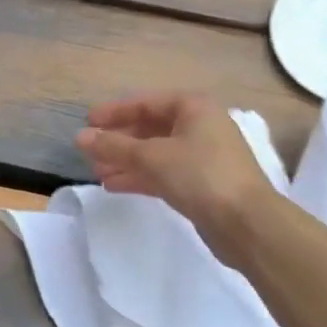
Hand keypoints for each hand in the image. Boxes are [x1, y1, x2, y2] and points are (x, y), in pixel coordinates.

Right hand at [76, 92, 273, 255]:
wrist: (247, 223)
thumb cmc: (201, 175)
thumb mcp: (152, 156)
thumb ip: (114, 146)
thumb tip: (80, 137)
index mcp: (193, 108)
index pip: (146, 102)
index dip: (115, 112)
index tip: (87, 122)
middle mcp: (200, 126)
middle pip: (150, 127)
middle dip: (119, 140)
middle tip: (89, 151)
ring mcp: (202, 156)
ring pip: (155, 153)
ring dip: (125, 160)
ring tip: (96, 172)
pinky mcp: (201, 184)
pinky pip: (163, 173)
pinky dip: (139, 176)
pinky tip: (114, 185)